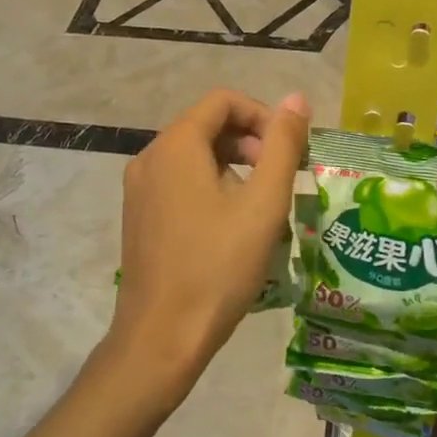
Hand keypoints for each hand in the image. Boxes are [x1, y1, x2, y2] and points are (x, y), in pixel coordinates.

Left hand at [108, 89, 309, 408]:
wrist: (162, 337)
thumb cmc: (218, 267)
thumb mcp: (263, 204)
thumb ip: (282, 145)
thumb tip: (297, 98)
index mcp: (176, 145)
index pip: (223, 101)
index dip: (263, 116)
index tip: (288, 151)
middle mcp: (150, 157)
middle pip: (207, 125)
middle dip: (250, 141)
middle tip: (280, 178)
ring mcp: (139, 188)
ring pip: (193, 155)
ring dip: (233, 165)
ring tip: (260, 205)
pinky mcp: (138, 216)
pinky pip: (178, 181)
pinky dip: (210, 185)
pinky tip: (231, 225)